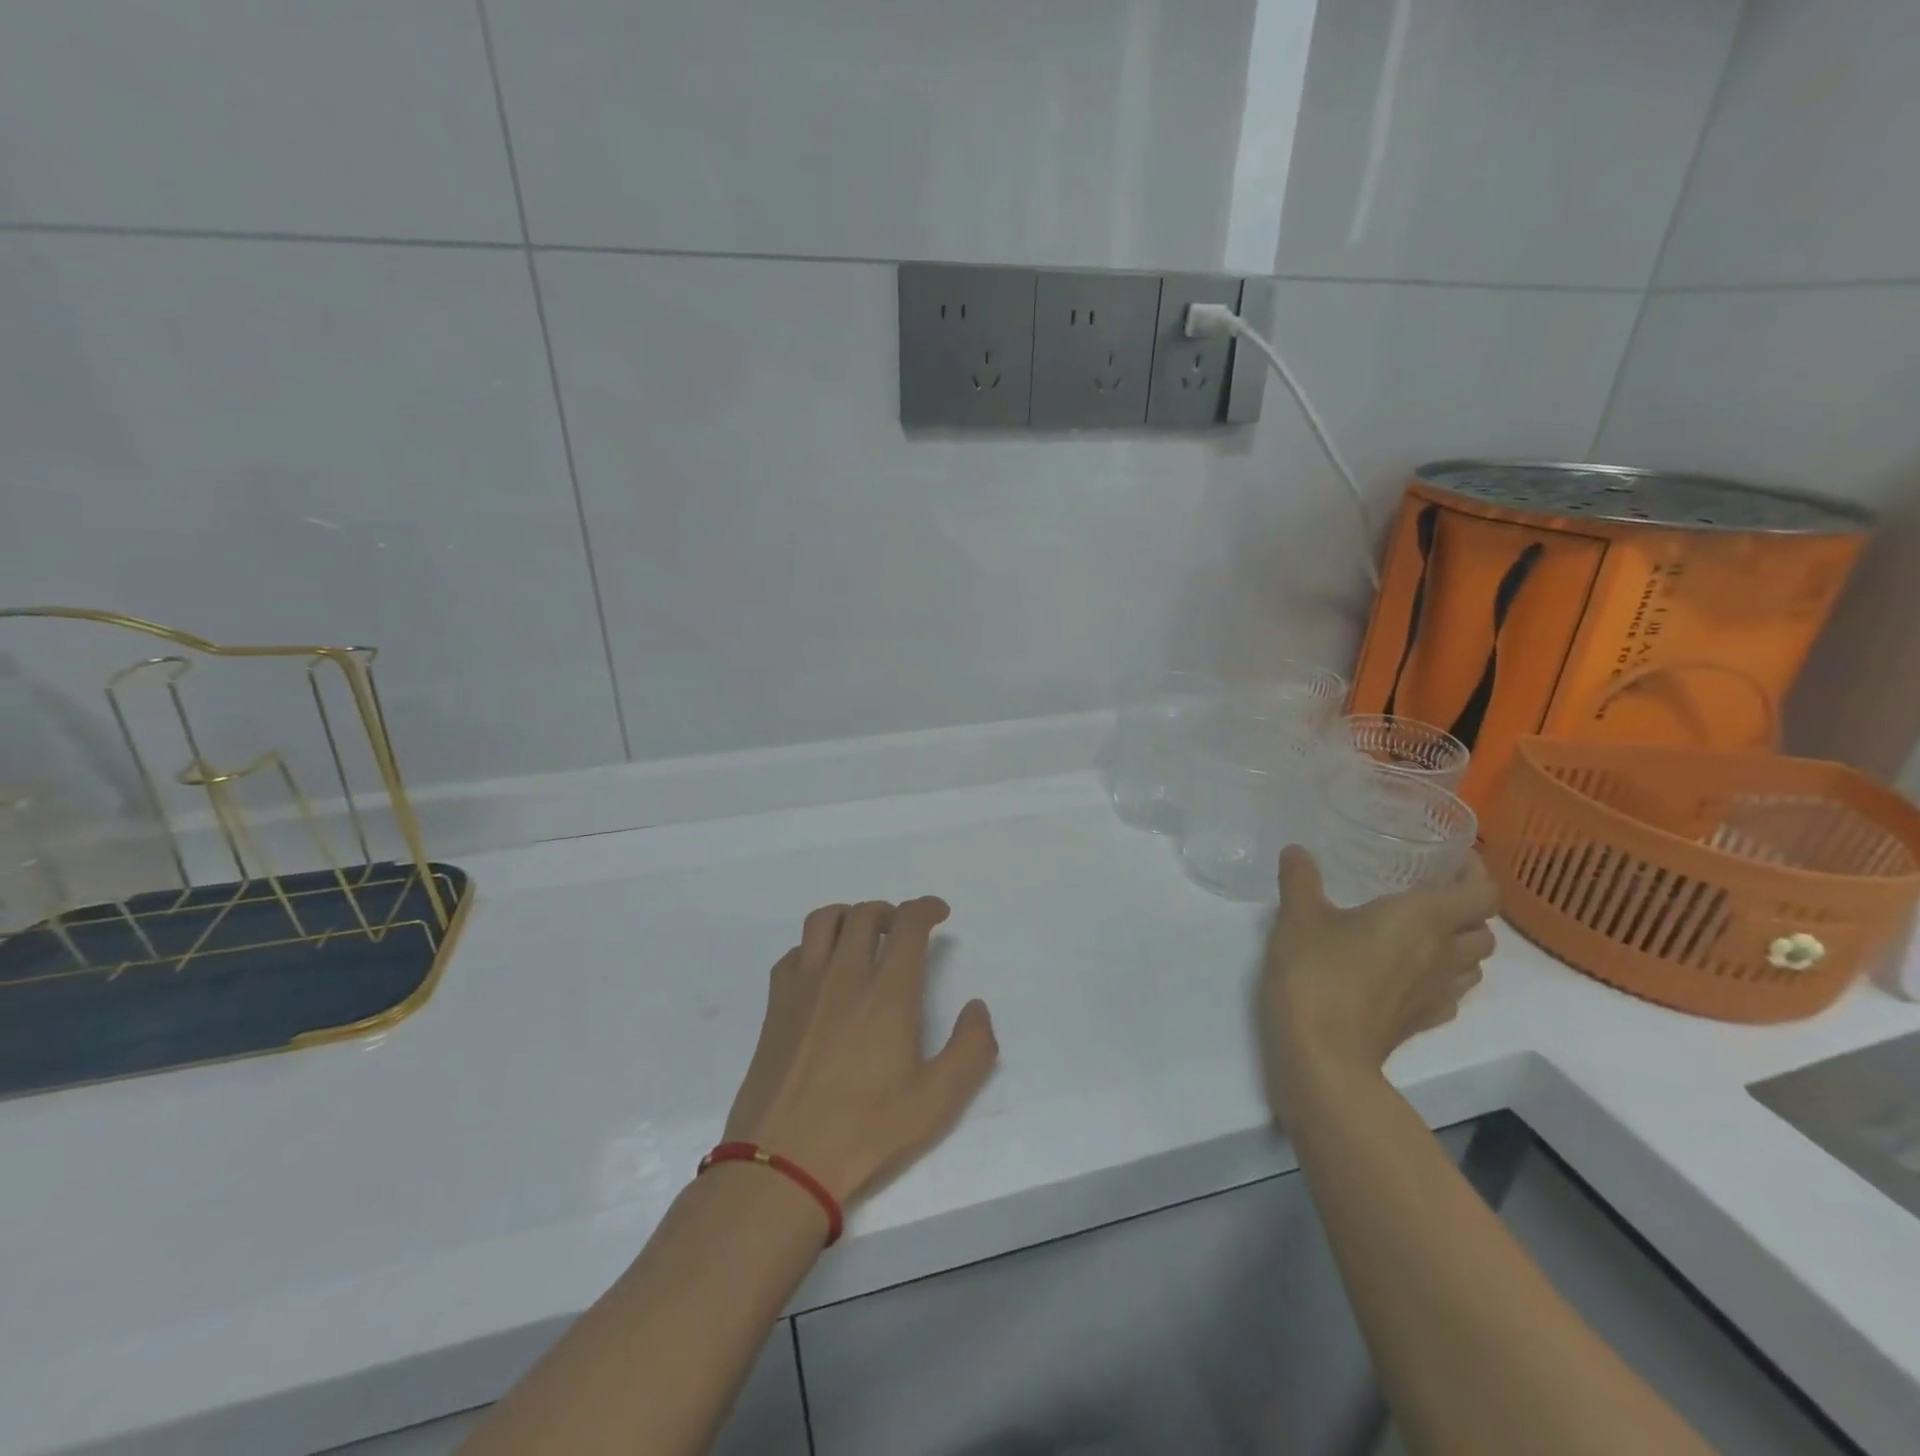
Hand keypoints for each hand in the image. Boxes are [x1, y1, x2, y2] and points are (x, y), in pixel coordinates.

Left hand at [722, 899, 997, 1209]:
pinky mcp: (775, 1004)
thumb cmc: (866, 1131)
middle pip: (865, 914)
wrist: (782, 1162)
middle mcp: (844, 976)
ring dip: (849, 915)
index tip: (938, 912)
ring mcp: (804, 986)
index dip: (926, 908)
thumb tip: (977, 1008)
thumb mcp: (937, 1102)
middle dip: (890, 911)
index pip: (908, 924)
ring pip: (823, 920)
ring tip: (862, 936)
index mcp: (887, 993)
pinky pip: (794, 952)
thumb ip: (971, 1049)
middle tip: (902, 930)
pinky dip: (814, 947)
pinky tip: (823, 972)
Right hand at [1260, 846, 1498, 1122]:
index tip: (1450, 859)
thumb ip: (1300, 879)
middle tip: (1428, 896)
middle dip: (1466, 911)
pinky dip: (1440, 978)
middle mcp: (1443, 954)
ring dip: (1458, 946)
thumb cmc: (1317, 972)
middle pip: (1484, 930)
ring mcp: (1438, 994)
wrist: (1322, 1053)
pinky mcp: (1423, 1022)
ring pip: (1473, 964)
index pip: (1482, 892)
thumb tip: (1295, 851)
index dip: (1476, 872)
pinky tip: (1405, 974)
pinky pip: (1450, 993)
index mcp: (1423, 918)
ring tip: (1419, 933)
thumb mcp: (1298, 915)